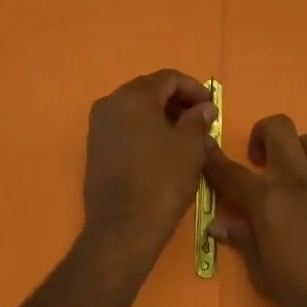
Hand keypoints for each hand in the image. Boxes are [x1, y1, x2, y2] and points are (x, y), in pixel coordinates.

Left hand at [81, 70, 217, 271]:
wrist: (122, 228)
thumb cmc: (161, 182)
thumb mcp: (190, 148)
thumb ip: (198, 120)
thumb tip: (203, 108)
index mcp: (133, 97)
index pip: (167, 78)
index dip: (193, 88)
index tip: (211, 107)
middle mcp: (110, 103)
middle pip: (149, 90)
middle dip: (177, 101)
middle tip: (201, 120)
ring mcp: (98, 126)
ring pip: (135, 109)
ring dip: (161, 116)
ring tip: (186, 136)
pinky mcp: (95, 147)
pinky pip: (124, 126)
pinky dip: (145, 129)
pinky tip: (163, 149)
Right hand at [202, 115, 306, 306]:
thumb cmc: (304, 294)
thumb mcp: (262, 273)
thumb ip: (242, 240)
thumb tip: (218, 225)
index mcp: (267, 199)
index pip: (230, 170)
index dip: (213, 157)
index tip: (205, 147)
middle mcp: (297, 179)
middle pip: (279, 127)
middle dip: (263, 134)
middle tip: (260, 161)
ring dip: (299, 151)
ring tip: (296, 175)